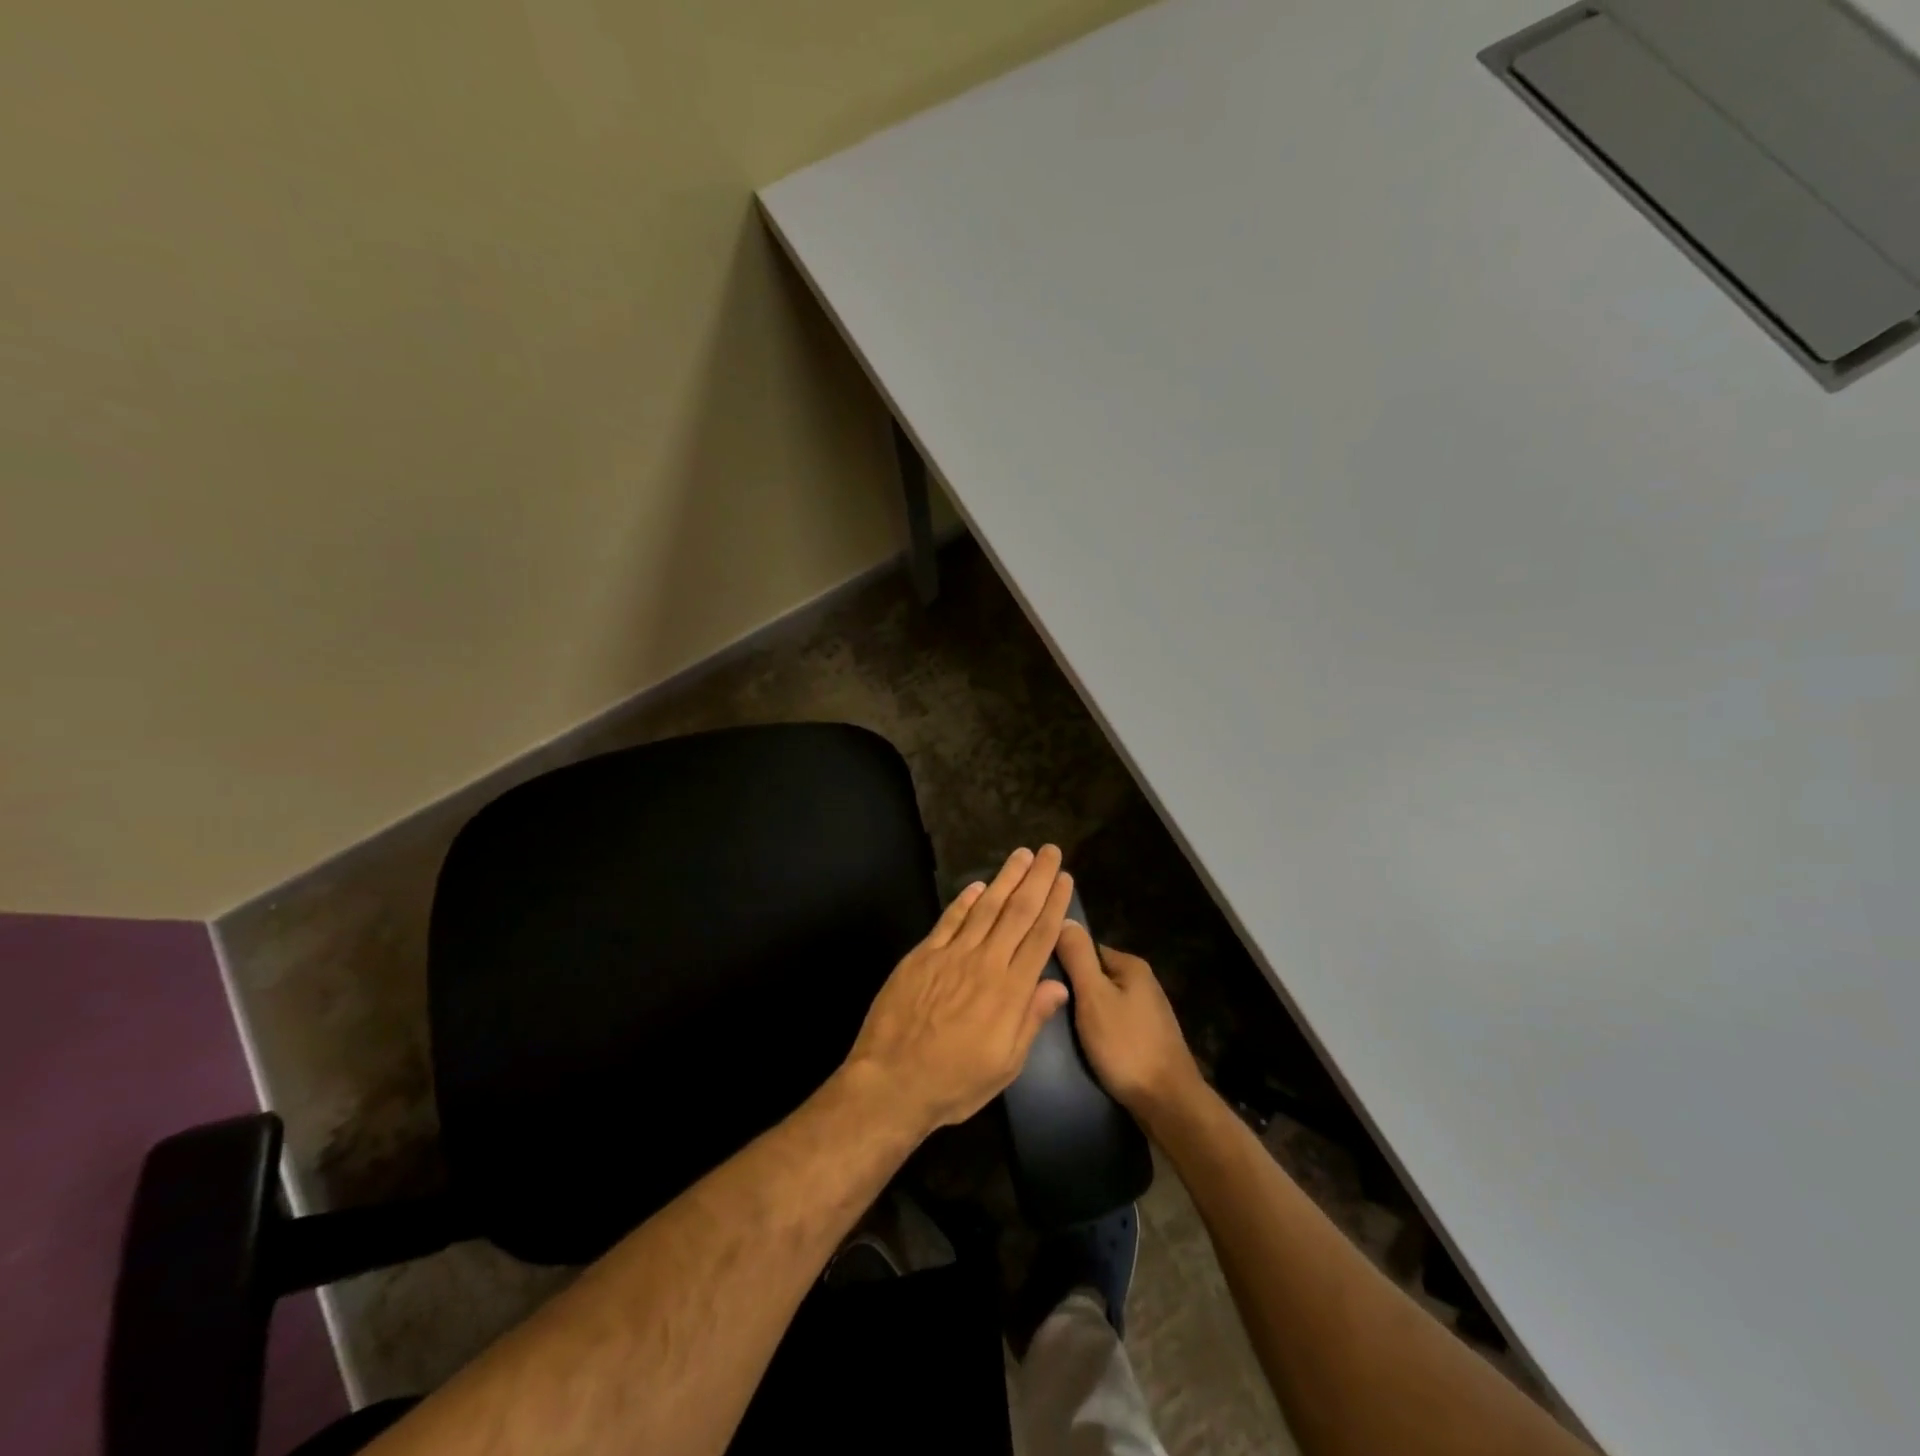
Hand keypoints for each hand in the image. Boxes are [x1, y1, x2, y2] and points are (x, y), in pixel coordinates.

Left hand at [845, 846, 1074, 1136]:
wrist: (891, 1082)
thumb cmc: (953, 1083)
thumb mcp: (1005, 1066)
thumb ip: (1031, 1020)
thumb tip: (1058, 985)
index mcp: (1010, 992)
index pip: (1039, 938)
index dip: (1054, 905)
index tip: (1065, 879)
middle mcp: (984, 964)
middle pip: (1017, 912)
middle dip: (1036, 879)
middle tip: (1051, 852)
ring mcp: (951, 955)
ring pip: (985, 908)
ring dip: (1005, 878)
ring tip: (1021, 855)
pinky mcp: (922, 956)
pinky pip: (949, 920)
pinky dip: (965, 900)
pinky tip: (978, 885)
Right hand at [1055, 923, 1203, 1128]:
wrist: (1168, 1103)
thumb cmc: (1126, 1045)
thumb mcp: (1093, 996)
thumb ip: (1078, 957)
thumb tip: (1064, 917)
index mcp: (1131, 965)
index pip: (1086, 949)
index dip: (1062, 962)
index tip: (1040, 980)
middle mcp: (1142, 982)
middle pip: (1095, 975)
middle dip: (1072, 990)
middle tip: (1046, 1007)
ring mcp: (1147, 1011)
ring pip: (1103, 1001)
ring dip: (1084, 1012)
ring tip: (1060, 1029)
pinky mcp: (1147, 1038)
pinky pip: (1113, 1023)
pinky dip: (1099, 1031)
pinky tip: (1085, 1045)